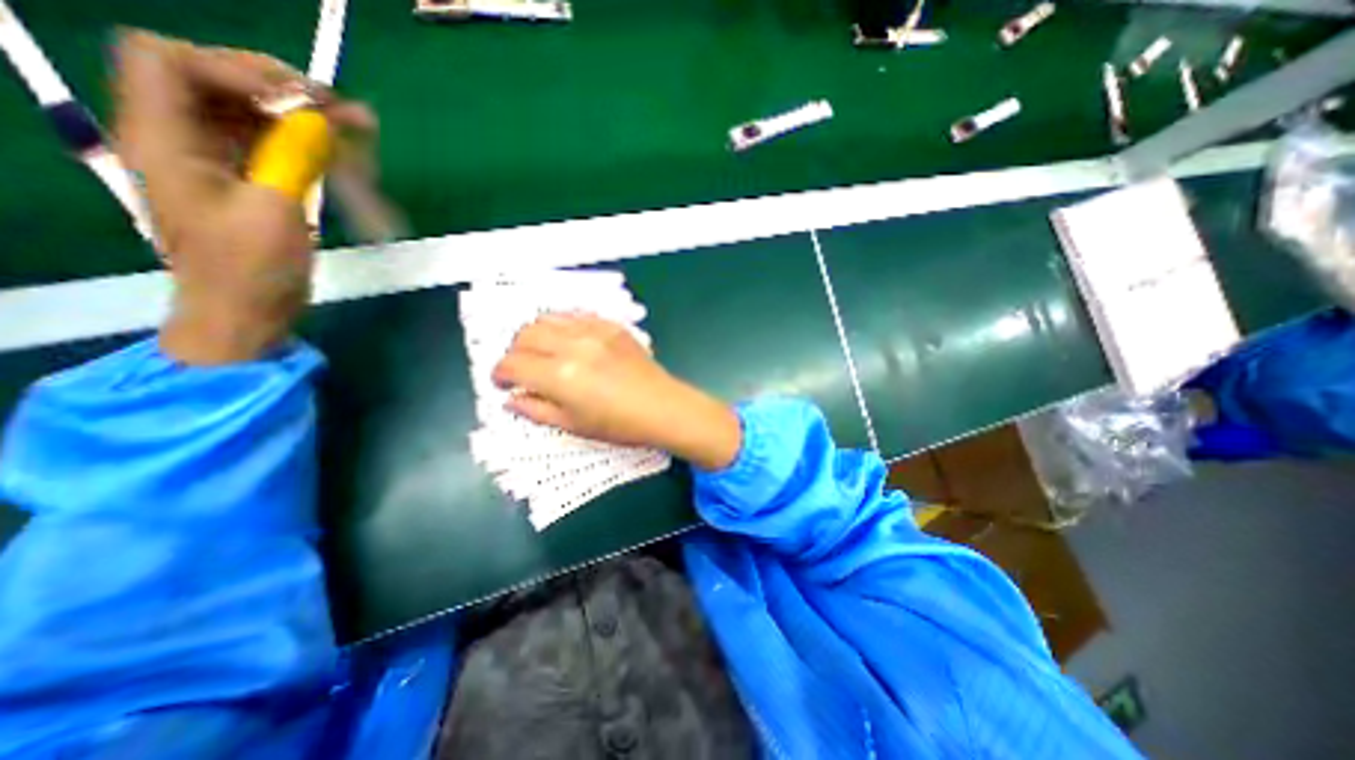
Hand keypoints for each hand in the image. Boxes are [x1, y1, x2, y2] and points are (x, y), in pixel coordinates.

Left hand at [110, 34, 370, 363]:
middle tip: (340, 110)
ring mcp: (212, 161)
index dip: (236, 69)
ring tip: (356, 127)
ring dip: (300, 114)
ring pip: (247, 112)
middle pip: (213, 80)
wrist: (246, 313)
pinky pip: (269, 143)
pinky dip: (305, 140)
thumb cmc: (253, 270)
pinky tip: (341, 149)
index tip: (304, 103)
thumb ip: (294, 156)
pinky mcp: (244, 181)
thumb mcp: (275, 210)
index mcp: (164, 140)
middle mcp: (179, 139)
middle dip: (279, 88)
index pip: (170, 62)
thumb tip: (322, 119)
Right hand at [492, 312, 740, 468]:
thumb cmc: (619, 424)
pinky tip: (567, 341)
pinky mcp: (610, 325)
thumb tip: (511, 399)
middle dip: (514, 353)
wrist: (662, 407)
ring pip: (547, 319)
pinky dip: (561, 326)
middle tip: (522, 370)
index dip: (500, 374)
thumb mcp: (573, 425)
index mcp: (559, 375)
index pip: (512, 364)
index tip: (503, 384)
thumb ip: (536, 410)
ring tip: (542, 353)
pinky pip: (575, 316)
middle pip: (525, 335)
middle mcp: (572, 346)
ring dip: (535, 336)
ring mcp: (593, 331)